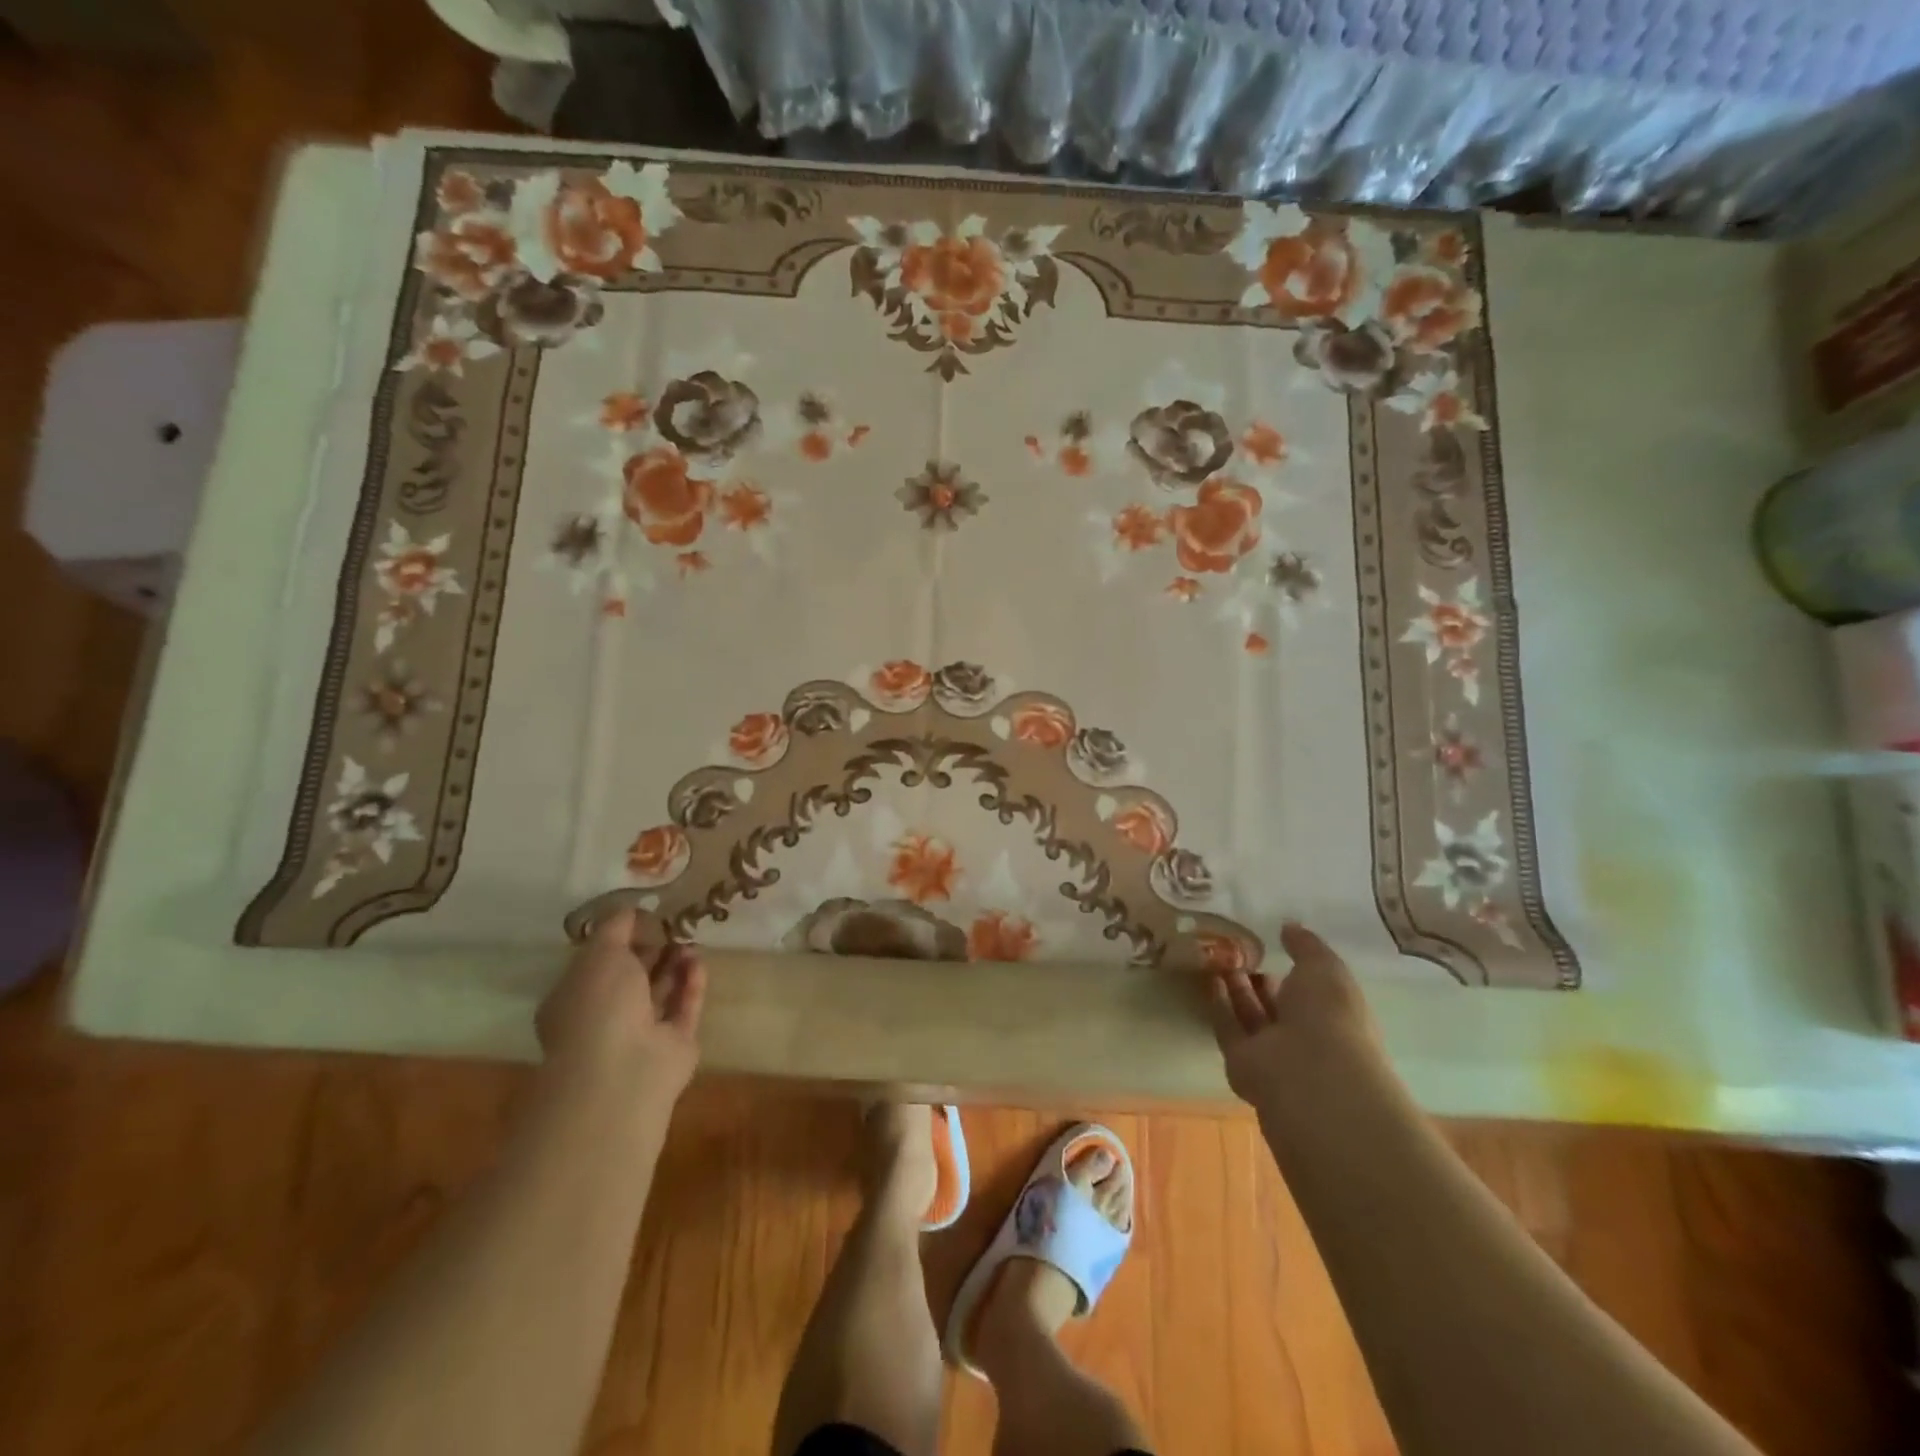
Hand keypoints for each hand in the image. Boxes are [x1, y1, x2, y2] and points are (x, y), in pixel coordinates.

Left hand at [537, 908, 705, 1105]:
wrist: (624, 1069)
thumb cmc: (599, 1005)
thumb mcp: (601, 952)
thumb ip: (616, 927)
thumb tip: (631, 909)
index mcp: (575, 998)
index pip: (597, 963)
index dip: (619, 938)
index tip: (643, 916)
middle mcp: (605, 1017)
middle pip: (632, 977)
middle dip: (652, 949)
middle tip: (674, 924)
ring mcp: (640, 1034)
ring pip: (660, 992)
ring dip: (675, 964)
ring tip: (690, 938)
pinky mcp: (674, 1044)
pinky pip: (684, 1007)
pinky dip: (691, 984)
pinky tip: (698, 961)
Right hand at [1208, 921, 1380, 1107]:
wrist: (1309, 1073)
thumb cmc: (1329, 1016)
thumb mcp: (1325, 968)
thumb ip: (1306, 946)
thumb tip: (1290, 927)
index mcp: (1334, 1016)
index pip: (1313, 991)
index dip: (1294, 968)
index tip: (1271, 942)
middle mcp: (1304, 1036)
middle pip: (1279, 1004)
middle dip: (1261, 978)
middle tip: (1237, 948)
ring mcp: (1273, 1052)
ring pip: (1251, 1015)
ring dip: (1237, 988)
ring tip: (1218, 956)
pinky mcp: (1241, 1061)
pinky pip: (1228, 1028)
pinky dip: (1218, 1004)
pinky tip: (1208, 978)